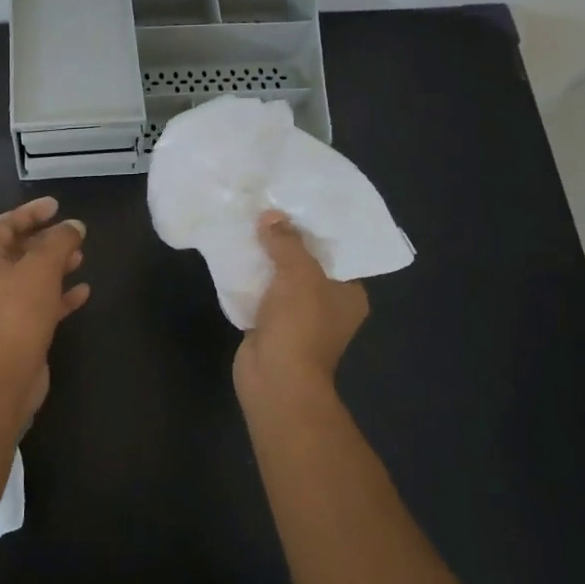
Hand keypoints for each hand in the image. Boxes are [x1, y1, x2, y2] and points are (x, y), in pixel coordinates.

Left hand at [0, 196, 89, 416]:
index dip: (30, 212)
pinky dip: (61, 294)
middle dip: (46, 239)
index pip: (4, 225)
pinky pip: (42, 303)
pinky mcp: (20, 330)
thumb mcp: (41, 269)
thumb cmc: (18, 315)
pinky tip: (83, 291)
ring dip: (56, 265)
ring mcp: (4, 307)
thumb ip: (59, 241)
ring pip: (32, 277)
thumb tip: (74, 226)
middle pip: (19, 250)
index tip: (56, 205)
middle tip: (74, 232)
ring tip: (81, 256)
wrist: (5, 379)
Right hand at [233, 210, 367, 408]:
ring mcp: (298, 318)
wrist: (275, 379)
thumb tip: (271, 216)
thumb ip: (287, 242)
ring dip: (265, 259)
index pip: (336, 253)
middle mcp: (328, 305)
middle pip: (306, 263)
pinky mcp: (270, 326)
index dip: (315, 229)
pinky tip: (235, 256)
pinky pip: (260, 294)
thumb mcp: (299, 273)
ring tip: (247, 225)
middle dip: (286, 241)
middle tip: (266, 209)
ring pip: (280, 279)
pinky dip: (250, 279)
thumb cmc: (300, 324)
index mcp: (349, 293)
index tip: (295, 204)